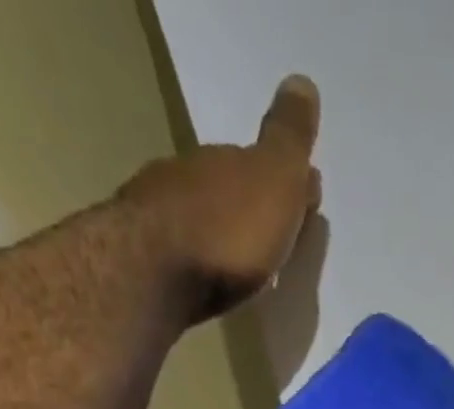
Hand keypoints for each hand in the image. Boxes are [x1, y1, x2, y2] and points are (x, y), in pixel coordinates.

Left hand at [118, 74, 321, 318]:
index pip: (257, 162)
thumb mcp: (274, 180)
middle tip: (277, 236)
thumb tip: (302, 82)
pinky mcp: (148, 260)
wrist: (155, 275)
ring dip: (226, 236)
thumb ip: (288, 139)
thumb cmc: (227, 231)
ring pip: (204, 220)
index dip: (282, 181)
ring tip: (249, 266)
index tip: (305, 201)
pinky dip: (204, 261)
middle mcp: (187, 177)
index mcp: (222, 160)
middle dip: (252, 208)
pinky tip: (215, 280)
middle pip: (229, 190)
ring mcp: (161, 217)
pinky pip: (187, 254)